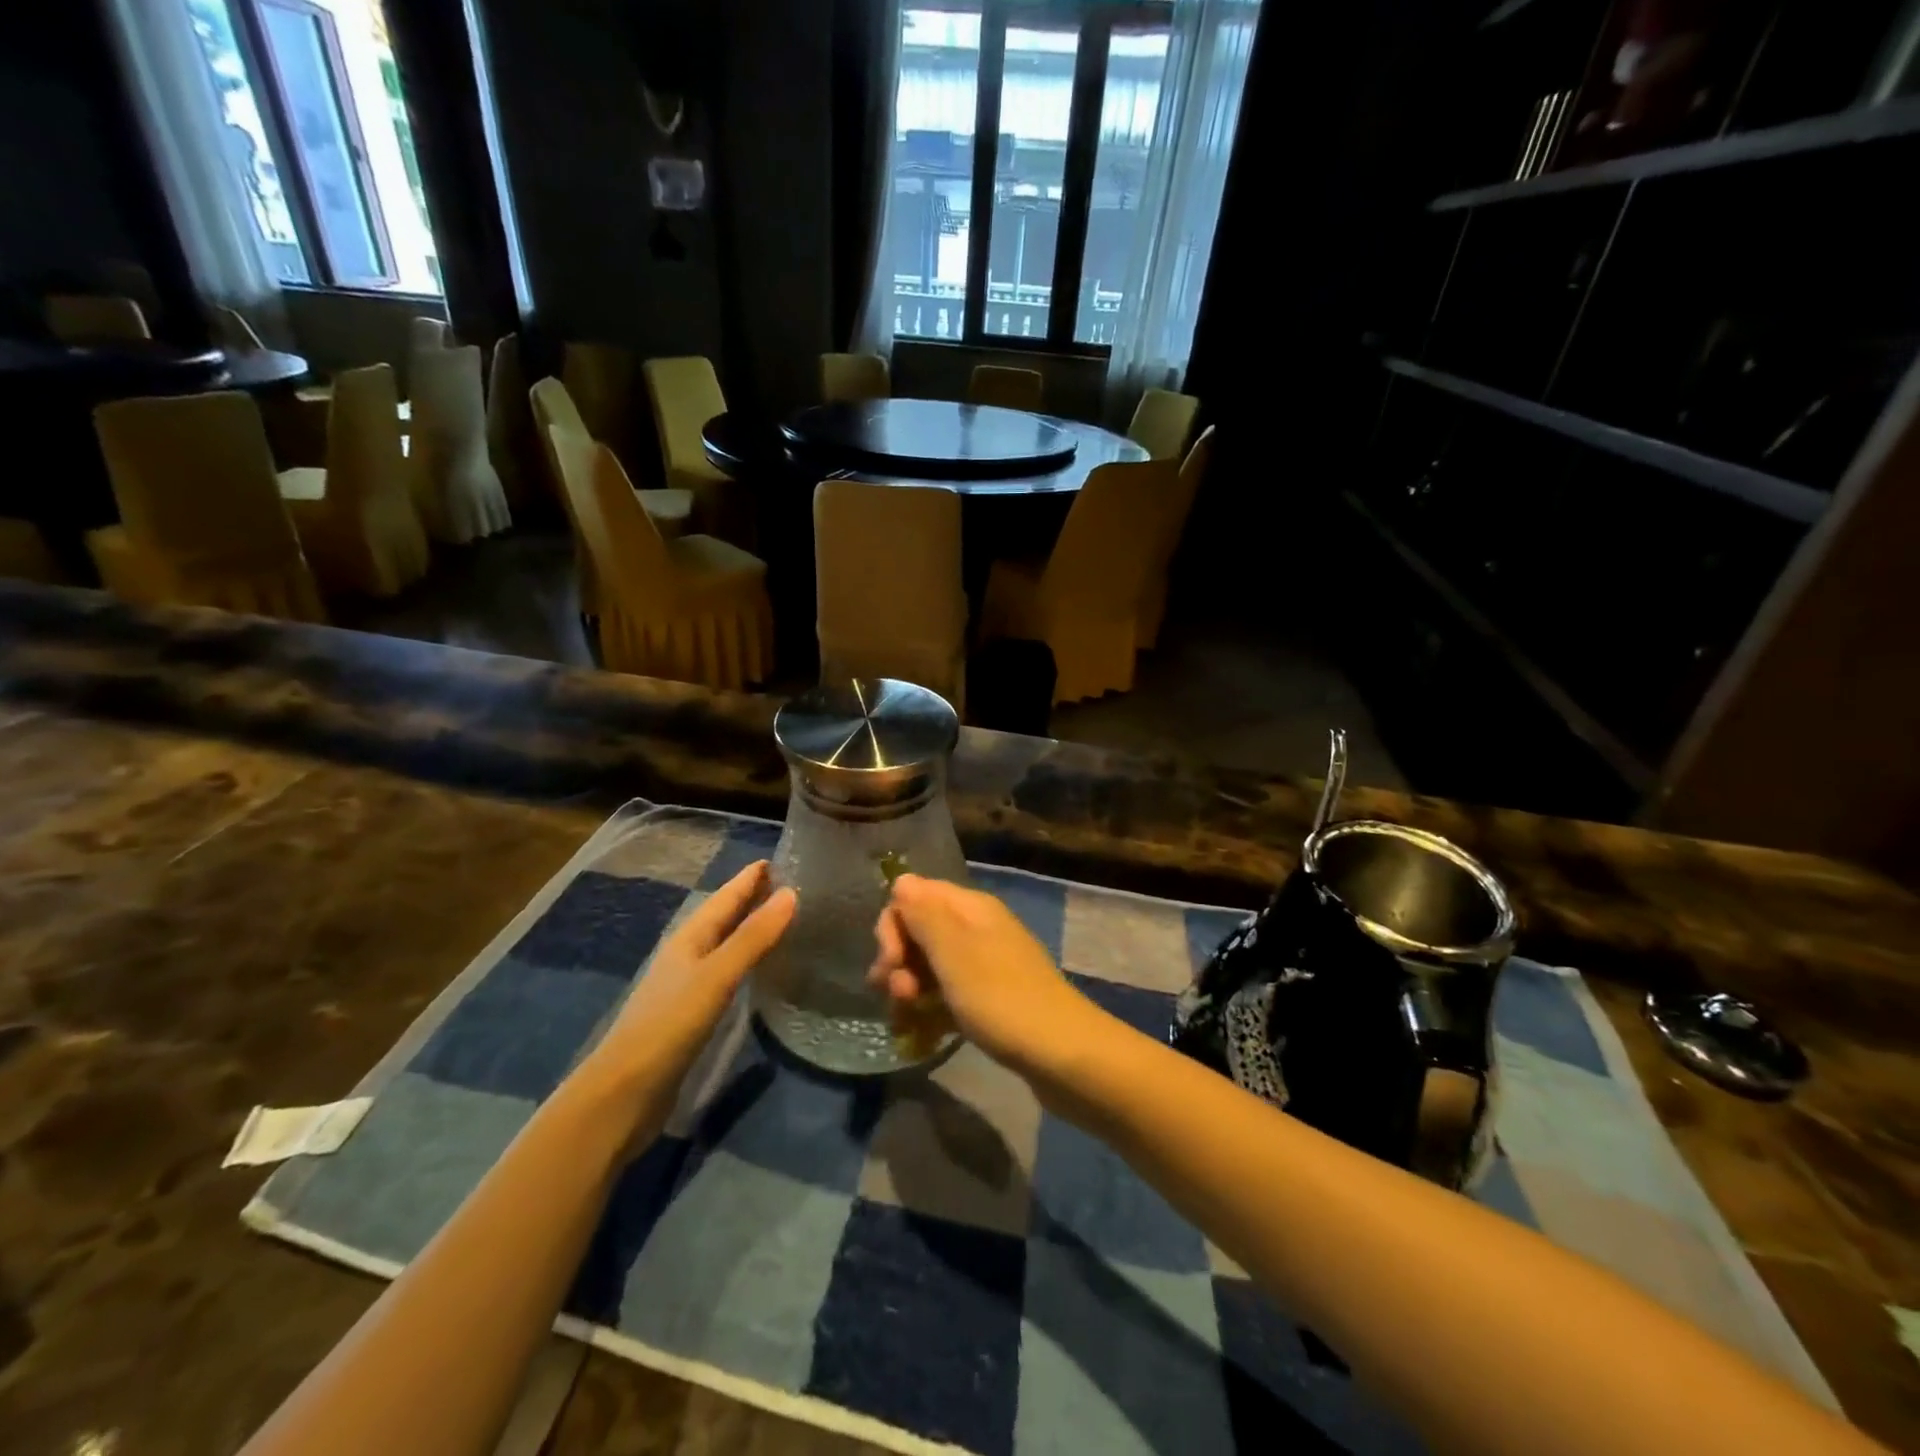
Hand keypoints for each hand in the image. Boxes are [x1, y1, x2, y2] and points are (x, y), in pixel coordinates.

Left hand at [576, 861, 794, 1134]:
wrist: (624, 1094)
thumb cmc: (669, 1026)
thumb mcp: (717, 977)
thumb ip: (753, 937)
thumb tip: (792, 893)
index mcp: (690, 938)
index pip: (725, 896)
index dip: (750, 878)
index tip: (780, 858)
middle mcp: (687, 955)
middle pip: (723, 916)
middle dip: (752, 898)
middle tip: (791, 885)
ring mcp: (687, 985)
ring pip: (725, 944)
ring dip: (750, 928)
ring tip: (783, 920)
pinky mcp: (691, 1014)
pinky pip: (725, 972)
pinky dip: (746, 960)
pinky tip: (760, 970)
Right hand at [868, 873, 1102, 1078]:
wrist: (1062, 1053)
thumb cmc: (1001, 998)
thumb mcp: (954, 952)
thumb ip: (924, 913)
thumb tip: (902, 880)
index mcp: (970, 908)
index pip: (915, 895)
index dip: (894, 925)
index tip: (892, 961)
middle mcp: (977, 928)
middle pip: (920, 931)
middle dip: (898, 960)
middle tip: (897, 995)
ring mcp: (985, 964)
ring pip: (930, 965)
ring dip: (910, 988)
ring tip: (906, 1018)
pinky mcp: (989, 998)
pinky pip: (948, 993)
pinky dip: (930, 1008)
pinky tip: (921, 1033)